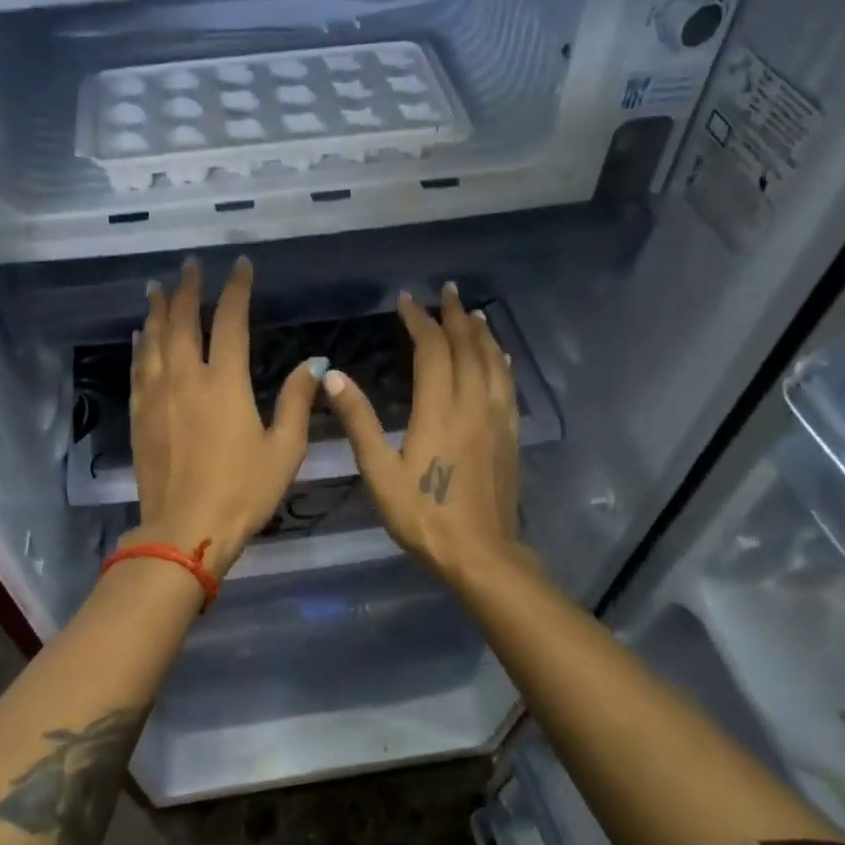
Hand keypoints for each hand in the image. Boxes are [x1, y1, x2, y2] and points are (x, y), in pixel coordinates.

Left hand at [127, 256, 325, 576]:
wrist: (185, 531)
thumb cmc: (243, 492)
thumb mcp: (284, 450)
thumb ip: (297, 402)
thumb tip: (314, 364)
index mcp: (225, 383)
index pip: (230, 322)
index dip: (236, 289)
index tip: (240, 266)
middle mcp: (186, 379)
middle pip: (184, 321)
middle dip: (188, 288)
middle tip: (191, 265)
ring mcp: (157, 396)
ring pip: (154, 340)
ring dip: (158, 310)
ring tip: (159, 287)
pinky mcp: (139, 417)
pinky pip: (138, 369)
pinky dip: (141, 346)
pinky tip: (141, 336)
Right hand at [321, 282, 521, 584]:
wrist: (480, 553)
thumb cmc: (423, 516)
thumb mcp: (380, 472)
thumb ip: (359, 421)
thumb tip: (334, 376)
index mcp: (440, 410)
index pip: (432, 351)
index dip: (419, 321)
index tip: (406, 301)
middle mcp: (472, 405)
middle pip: (467, 347)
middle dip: (454, 316)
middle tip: (446, 290)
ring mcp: (496, 419)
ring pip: (492, 362)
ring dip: (481, 333)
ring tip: (473, 313)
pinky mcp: (510, 435)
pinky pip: (507, 385)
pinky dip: (500, 362)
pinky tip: (499, 357)